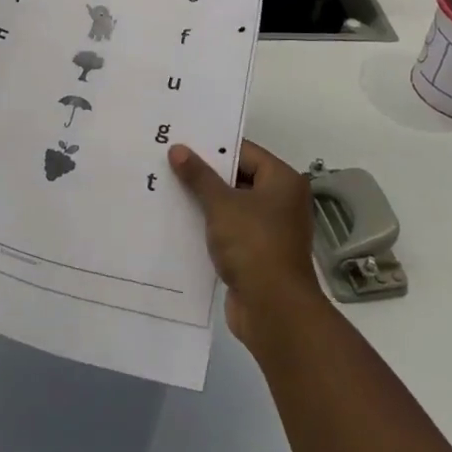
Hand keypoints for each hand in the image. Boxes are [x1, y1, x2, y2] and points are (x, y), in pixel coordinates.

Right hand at [169, 139, 327, 350]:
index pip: (245, 152)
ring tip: (168, 188)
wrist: (274, 310)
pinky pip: (230, 231)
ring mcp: (270, 230)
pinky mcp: (258, 254)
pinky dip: (210, 226)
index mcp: (282, 181)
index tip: (183, 141)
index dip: (214, 146)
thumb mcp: (221, 205)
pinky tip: (180, 221)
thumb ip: (199, 176)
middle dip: (205, 174)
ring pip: (232, 206)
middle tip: (169, 162)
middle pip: (238, 178)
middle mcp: (281, 201)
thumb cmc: (254, 245)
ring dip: (205, 202)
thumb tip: (178, 149)